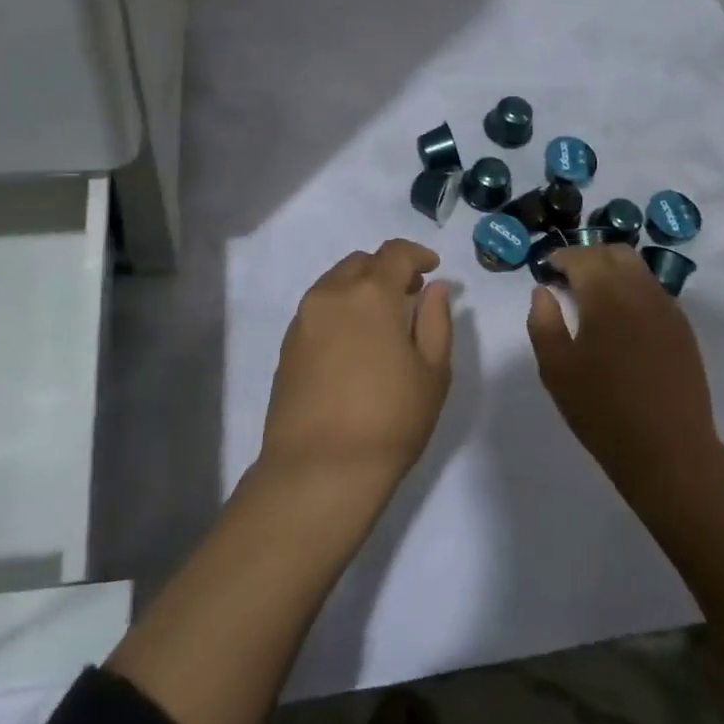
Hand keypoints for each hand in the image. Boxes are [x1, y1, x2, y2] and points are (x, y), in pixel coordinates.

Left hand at [259, 239, 453, 488]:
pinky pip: (318, 308)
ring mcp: (303, 319)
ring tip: (381, 320)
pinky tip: (353, 342)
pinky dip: (340, 309)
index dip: (417, 255)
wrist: (319, 470)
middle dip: (387, 269)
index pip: (394, 253)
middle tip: (409, 294)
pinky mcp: (287, 344)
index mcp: (370, 293)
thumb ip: (436, 321)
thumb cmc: (389, 419)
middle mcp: (331, 294)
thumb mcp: (432, 372)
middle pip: (361, 262)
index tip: (432, 269)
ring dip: (360, 287)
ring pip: (335, 283)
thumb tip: (434, 288)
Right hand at [526, 245, 720, 495]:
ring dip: (612, 269)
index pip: (582, 257)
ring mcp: (666, 308)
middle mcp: (639, 291)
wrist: (669, 450)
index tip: (547, 268)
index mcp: (606, 296)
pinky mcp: (682, 327)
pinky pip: (654, 291)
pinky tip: (621, 317)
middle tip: (568, 278)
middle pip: (614, 253)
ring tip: (594, 296)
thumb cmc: (602, 410)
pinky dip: (633, 288)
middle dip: (588, 257)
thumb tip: (543, 291)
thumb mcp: (556, 369)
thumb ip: (543, 322)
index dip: (561, 257)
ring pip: (638, 268)